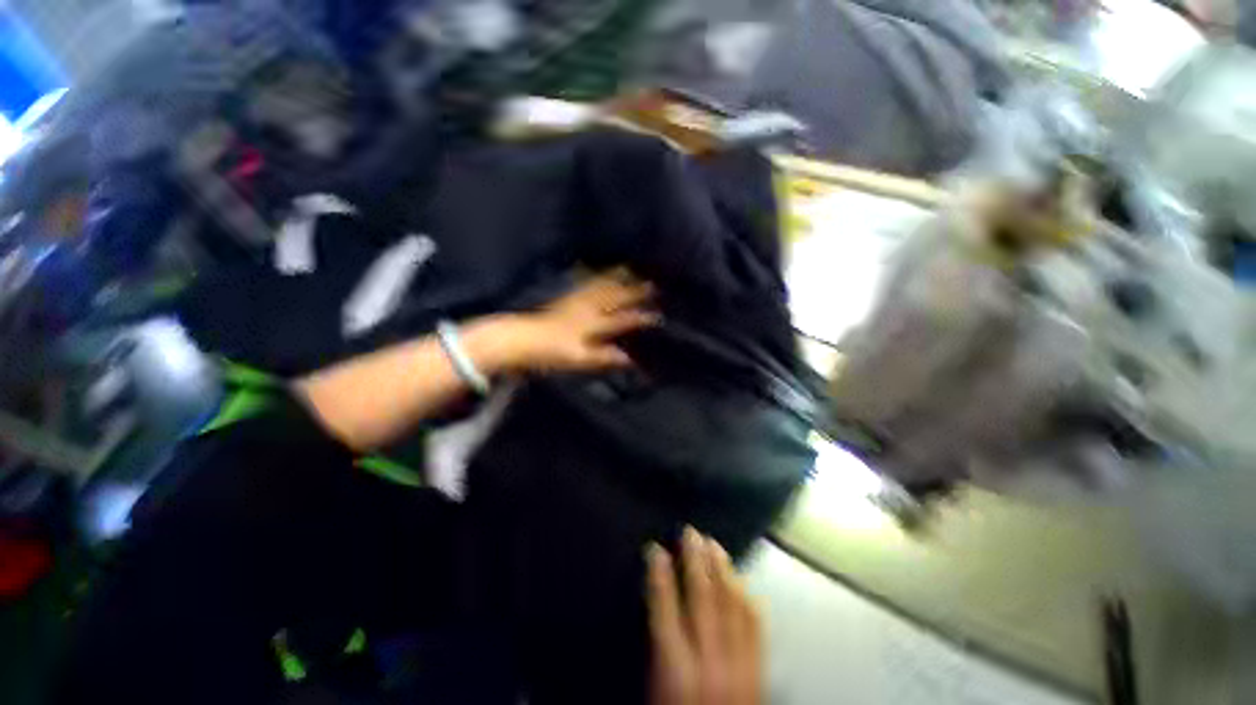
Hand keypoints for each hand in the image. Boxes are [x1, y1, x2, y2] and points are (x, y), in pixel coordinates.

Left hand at [495, 272, 659, 373]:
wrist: (523, 339)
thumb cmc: (552, 352)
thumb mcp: (580, 359)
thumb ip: (605, 357)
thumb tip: (629, 359)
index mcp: (593, 324)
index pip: (622, 319)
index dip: (641, 317)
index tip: (658, 315)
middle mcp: (588, 308)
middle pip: (615, 298)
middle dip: (634, 291)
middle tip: (652, 284)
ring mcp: (577, 300)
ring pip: (602, 286)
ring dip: (617, 278)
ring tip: (630, 269)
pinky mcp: (567, 298)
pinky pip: (586, 283)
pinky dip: (596, 276)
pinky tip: (598, 271)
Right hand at [647, 528, 762, 704]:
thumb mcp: (654, 690)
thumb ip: (657, 644)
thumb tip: (655, 601)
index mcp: (676, 672)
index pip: (664, 608)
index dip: (659, 574)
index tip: (655, 549)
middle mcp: (710, 663)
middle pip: (702, 598)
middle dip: (695, 560)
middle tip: (690, 533)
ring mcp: (741, 667)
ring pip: (732, 604)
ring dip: (722, 569)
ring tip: (713, 545)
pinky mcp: (760, 674)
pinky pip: (756, 625)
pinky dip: (746, 596)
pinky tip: (739, 580)